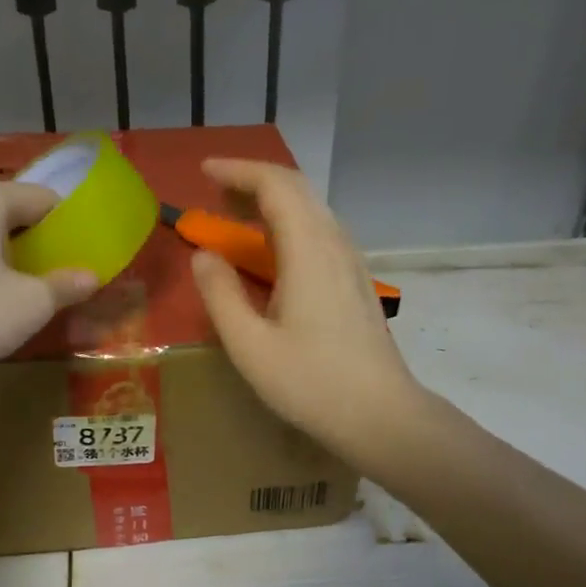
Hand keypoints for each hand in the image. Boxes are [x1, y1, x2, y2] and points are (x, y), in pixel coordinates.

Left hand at [0, 180, 96, 382]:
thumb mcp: (33, 302)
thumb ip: (66, 284)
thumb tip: (91, 277)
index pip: (42, 198)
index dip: (69, 225)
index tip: (85, 252)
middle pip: (11, 211)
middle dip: (39, 240)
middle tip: (62, 271)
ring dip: (10, 253)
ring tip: (31, 285)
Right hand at [191, 158, 421, 461]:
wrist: (381, 415)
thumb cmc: (310, 383)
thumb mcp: (249, 345)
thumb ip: (220, 294)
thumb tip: (204, 256)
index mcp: (308, 250)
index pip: (276, 185)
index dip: (238, 171)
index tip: (204, 172)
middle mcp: (335, 244)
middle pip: (297, 190)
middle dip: (253, 182)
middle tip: (214, 193)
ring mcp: (351, 262)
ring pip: (311, 210)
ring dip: (272, 203)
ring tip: (236, 218)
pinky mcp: (356, 282)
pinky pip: (320, 233)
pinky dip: (288, 225)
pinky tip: (272, 253)